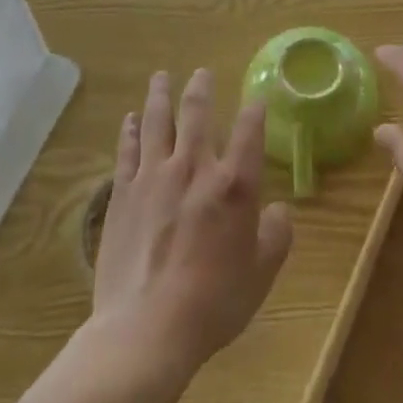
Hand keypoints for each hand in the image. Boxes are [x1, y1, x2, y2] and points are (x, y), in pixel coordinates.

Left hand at [91, 69, 292, 378]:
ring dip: (160, 95)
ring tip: (161, 76)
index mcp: (234, 184)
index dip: (255, 109)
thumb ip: (276, 235)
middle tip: (202, 72)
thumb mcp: (261, 274)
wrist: (146, 330)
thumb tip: (279, 211)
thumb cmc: (213, 303)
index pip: (249, 130)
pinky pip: (127, 150)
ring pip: (157, 121)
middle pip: (197, 113)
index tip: (257, 98)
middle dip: (202, 88)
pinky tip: (130, 118)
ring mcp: (154, 177)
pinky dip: (129, 130)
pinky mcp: (123, 194)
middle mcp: (194, 168)